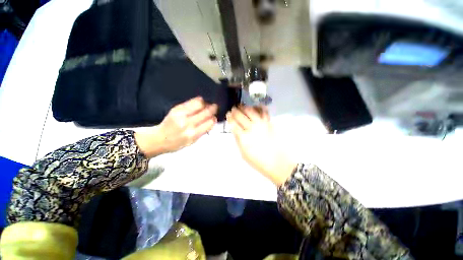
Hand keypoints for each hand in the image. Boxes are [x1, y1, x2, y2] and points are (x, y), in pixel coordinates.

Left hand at [136, 97, 217, 157]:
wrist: (159, 139)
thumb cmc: (177, 143)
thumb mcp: (192, 142)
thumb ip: (203, 131)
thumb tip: (212, 120)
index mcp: (193, 134)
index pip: (210, 122)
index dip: (214, 118)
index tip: (215, 117)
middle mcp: (188, 123)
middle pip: (206, 112)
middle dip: (213, 108)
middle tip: (215, 107)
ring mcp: (181, 114)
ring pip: (199, 103)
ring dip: (206, 103)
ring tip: (207, 104)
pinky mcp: (176, 108)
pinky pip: (191, 101)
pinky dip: (198, 101)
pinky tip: (200, 102)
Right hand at [227, 106, 296, 185]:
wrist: (277, 162)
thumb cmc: (258, 161)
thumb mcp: (243, 153)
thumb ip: (238, 140)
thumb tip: (234, 130)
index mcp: (243, 137)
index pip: (233, 124)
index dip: (230, 118)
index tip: (228, 114)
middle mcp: (251, 128)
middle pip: (241, 116)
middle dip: (235, 111)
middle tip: (233, 109)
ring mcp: (261, 124)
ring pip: (251, 111)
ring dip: (244, 107)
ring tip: (242, 106)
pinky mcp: (269, 123)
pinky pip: (264, 111)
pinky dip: (259, 107)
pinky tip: (255, 106)